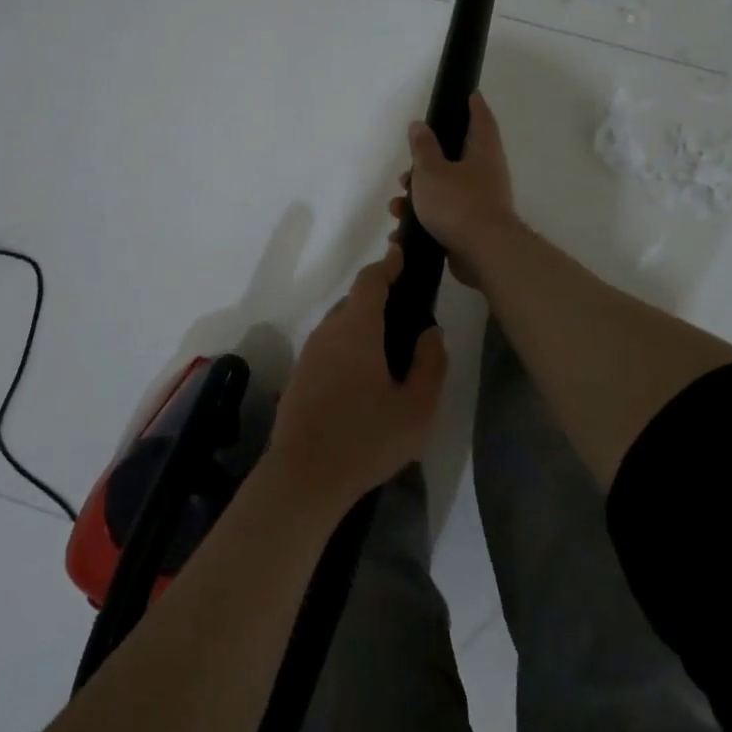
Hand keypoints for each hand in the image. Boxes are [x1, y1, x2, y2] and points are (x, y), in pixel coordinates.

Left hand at [266, 244, 446, 510]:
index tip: (401, 254)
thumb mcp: (416, 407)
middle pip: (353, 301)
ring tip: (390, 346)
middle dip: (378, 297)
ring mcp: (309, 354)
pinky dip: (348, 345)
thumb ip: (430, 363)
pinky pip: (329, 346)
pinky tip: (364, 376)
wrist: (304, 477)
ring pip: (339, 325)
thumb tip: (431, 331)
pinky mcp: (300, 376)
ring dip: (362, 324)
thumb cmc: (366, 439)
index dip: (387, 265)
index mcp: (356, 328)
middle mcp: (328, 332)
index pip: (370, 281)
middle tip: (406, 311)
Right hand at [389, 90, 517, 288]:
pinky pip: (444, 216)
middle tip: (407, 168)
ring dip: (419, 195)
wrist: (484, 254)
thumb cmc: (458, 203)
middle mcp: (486, 175)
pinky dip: (423, 220)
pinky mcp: (472, 228)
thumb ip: (423, 148)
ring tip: (397, 205)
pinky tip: (402, 230)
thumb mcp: (432, 171)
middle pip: (456, 159)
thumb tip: (419, 125)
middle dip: (427, 163)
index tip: (470, 93)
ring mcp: (481, 203)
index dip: (474, 106)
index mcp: (483, 153)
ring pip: (445, 190)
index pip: (481, 120)